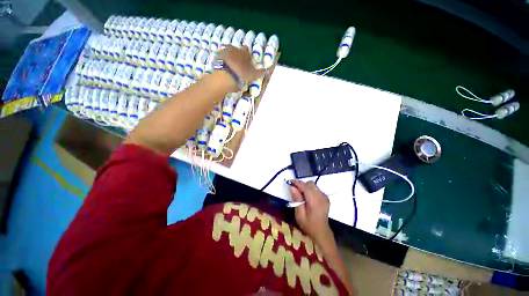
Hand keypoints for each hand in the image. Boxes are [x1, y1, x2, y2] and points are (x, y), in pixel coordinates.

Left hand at [217, 45, 266, 84]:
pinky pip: (219, 55)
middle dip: (236, 53)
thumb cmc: (242, 74)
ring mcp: (225, 51)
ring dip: (228, 55)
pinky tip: (222, 64)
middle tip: (237, 61)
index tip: (246, 59)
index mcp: (244, 53)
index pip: (246, 49)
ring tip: (229, 62)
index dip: (246, 53)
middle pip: (236, 48)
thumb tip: (269, 70)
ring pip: (227, 50)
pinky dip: (221, 59)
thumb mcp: (254, 75)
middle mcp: (235, 49)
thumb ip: (261, 72)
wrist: (227, 75)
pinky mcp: (217, 56)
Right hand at [289, 180, 334, 246]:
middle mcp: (321, 197)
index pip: (305, 187)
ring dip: (305, 186)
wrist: (321, 232)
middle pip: (310, 184)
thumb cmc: (309, 225)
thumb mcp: (299, 215)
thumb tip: (292, 187)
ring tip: (299, 193)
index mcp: (315, 201)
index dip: (297, 183)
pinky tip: (306, 196)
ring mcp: (324, 197)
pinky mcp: (325, 197)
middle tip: (294, 189)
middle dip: (301, 184)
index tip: (289, 181)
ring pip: (313, 185)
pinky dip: (310, 189)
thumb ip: (297, 200)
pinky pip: (316, 188)